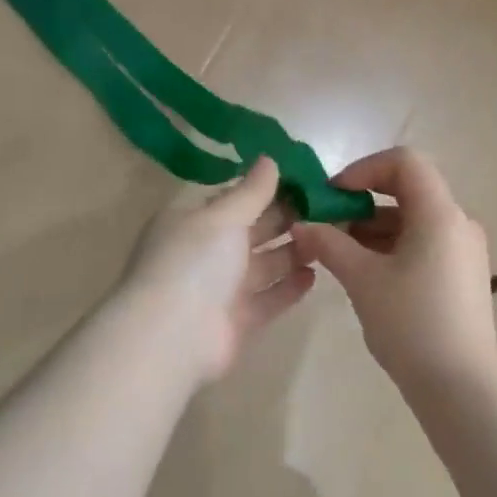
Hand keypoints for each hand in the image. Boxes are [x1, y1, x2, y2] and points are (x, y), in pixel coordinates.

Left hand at [117, 157, 316, 383]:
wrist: (171, 337)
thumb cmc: (193, 262)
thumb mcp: (223, 217)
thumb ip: (251, 191)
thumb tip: (270, 159)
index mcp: (193, 221)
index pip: (231, 198)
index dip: (264, 188)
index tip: (302, 179)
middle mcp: (206, 252)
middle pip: (251, 230)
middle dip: (284, 218)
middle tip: (324, 207)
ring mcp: (221, 289)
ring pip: (263, 264)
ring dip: (292, 251)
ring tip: (326, 237)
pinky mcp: (238, 321)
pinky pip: (269, 299)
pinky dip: (289, 287)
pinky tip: (314, 275)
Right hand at [290, 148, 496, 398]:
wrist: (462, 390)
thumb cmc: (411, 325)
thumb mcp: (362, 280)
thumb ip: (329, 244)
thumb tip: (301, 225)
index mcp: (440, 214)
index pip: (404, 161)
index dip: (364, 169)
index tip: (333, 195)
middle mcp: (458, 223)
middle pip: (408, 189)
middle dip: (362, 200)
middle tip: (327, 224)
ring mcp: (463, 250)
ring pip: (413, 219)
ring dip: (373, 226)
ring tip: (338, 252)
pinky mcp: (462, 275)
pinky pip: (423, 243)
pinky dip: (392, 246)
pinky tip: (365, 272)